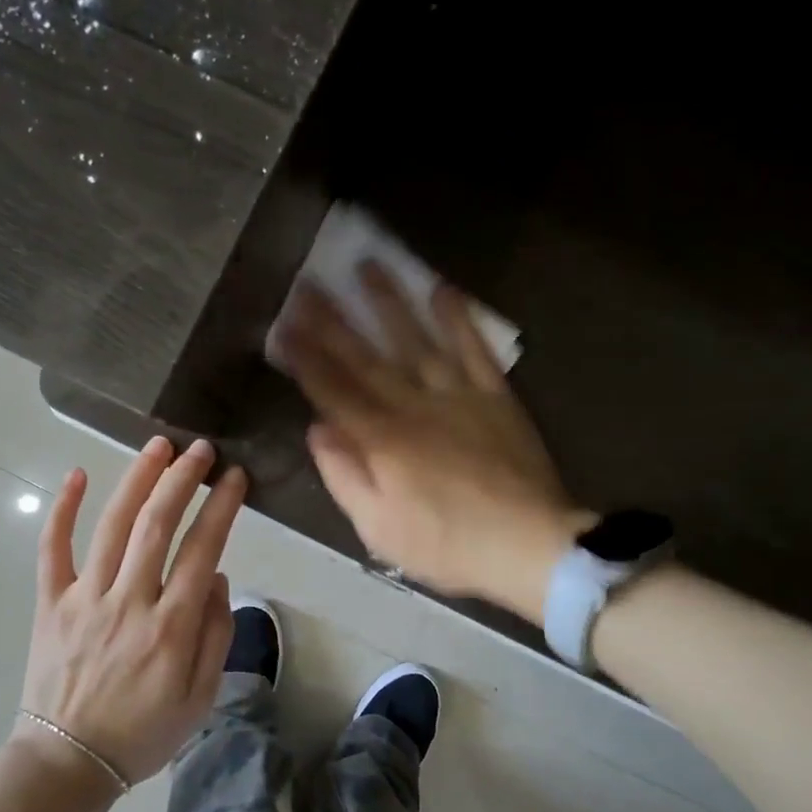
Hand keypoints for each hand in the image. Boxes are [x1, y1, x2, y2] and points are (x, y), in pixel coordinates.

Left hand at [17, 436, 247, 785]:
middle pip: (157, 525)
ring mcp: (85, 599)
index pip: (203, 550)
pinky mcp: (50, 604)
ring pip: (112, 526)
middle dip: (182, 479)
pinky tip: (77, 475)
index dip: (221, 508)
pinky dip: (62, 511)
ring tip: (157, 446)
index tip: (234, 476)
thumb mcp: (201, 698)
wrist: (68, 763)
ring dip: (137, 480)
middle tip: (200, 448)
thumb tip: (217, 578)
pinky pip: (52, 550)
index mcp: (172, 627)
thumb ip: (216, 635)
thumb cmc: (144, 733)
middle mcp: (130, 602)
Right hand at [280, 263, 592, 620]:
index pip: (333, 389)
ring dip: (389, 303)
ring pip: (416, 340)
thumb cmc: (446, 545)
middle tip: (309, 284)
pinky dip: (458, 318)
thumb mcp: (379, 528)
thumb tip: (317, 429)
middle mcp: (413, 406)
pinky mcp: (494, 395)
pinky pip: (474, 348)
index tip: (284, 325)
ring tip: (368, 266)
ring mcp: (457, 395)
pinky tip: (442, 289)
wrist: (527, 545)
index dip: (306, 357)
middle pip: (366, 357)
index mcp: (381, 440)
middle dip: (333, 321)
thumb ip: (345, 476)